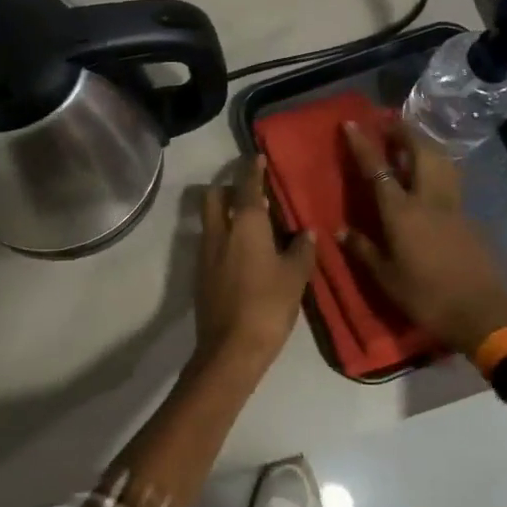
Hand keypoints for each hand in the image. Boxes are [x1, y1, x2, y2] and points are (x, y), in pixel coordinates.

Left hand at [194, 157, 316, 372]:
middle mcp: (219, 231)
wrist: (230, 349)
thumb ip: (302, 250)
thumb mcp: (295, 276)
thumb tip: (306, 233)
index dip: (251, 169)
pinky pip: (211, 242)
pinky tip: (243, 252)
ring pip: (210, 219)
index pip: (246, 186)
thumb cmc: (268, 305)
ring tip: (250, 223)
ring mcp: (205, 253)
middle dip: (228, 187)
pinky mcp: (200, 274)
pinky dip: (223, 236)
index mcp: (245, 224)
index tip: (256, 157)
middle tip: (250, 193)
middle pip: (214, 195)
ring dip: (225, 212)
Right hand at [339, 121, 506, 353]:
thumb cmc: (426, 297)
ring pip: (441, 161)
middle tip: (389, 123)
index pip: (379, 169)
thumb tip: (342, 231)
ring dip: (425, 144)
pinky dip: (438, 168)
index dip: (364, 144)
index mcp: (402, 213)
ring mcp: (453, 206)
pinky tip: (431, 176)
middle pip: (420, 151)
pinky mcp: (469, 217)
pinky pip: (451, 181)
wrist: (480, 313)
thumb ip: (364, 250)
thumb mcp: (386, 278)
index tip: (352, 123)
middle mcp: (428, 199)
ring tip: (411, 142)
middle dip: (404, 132)